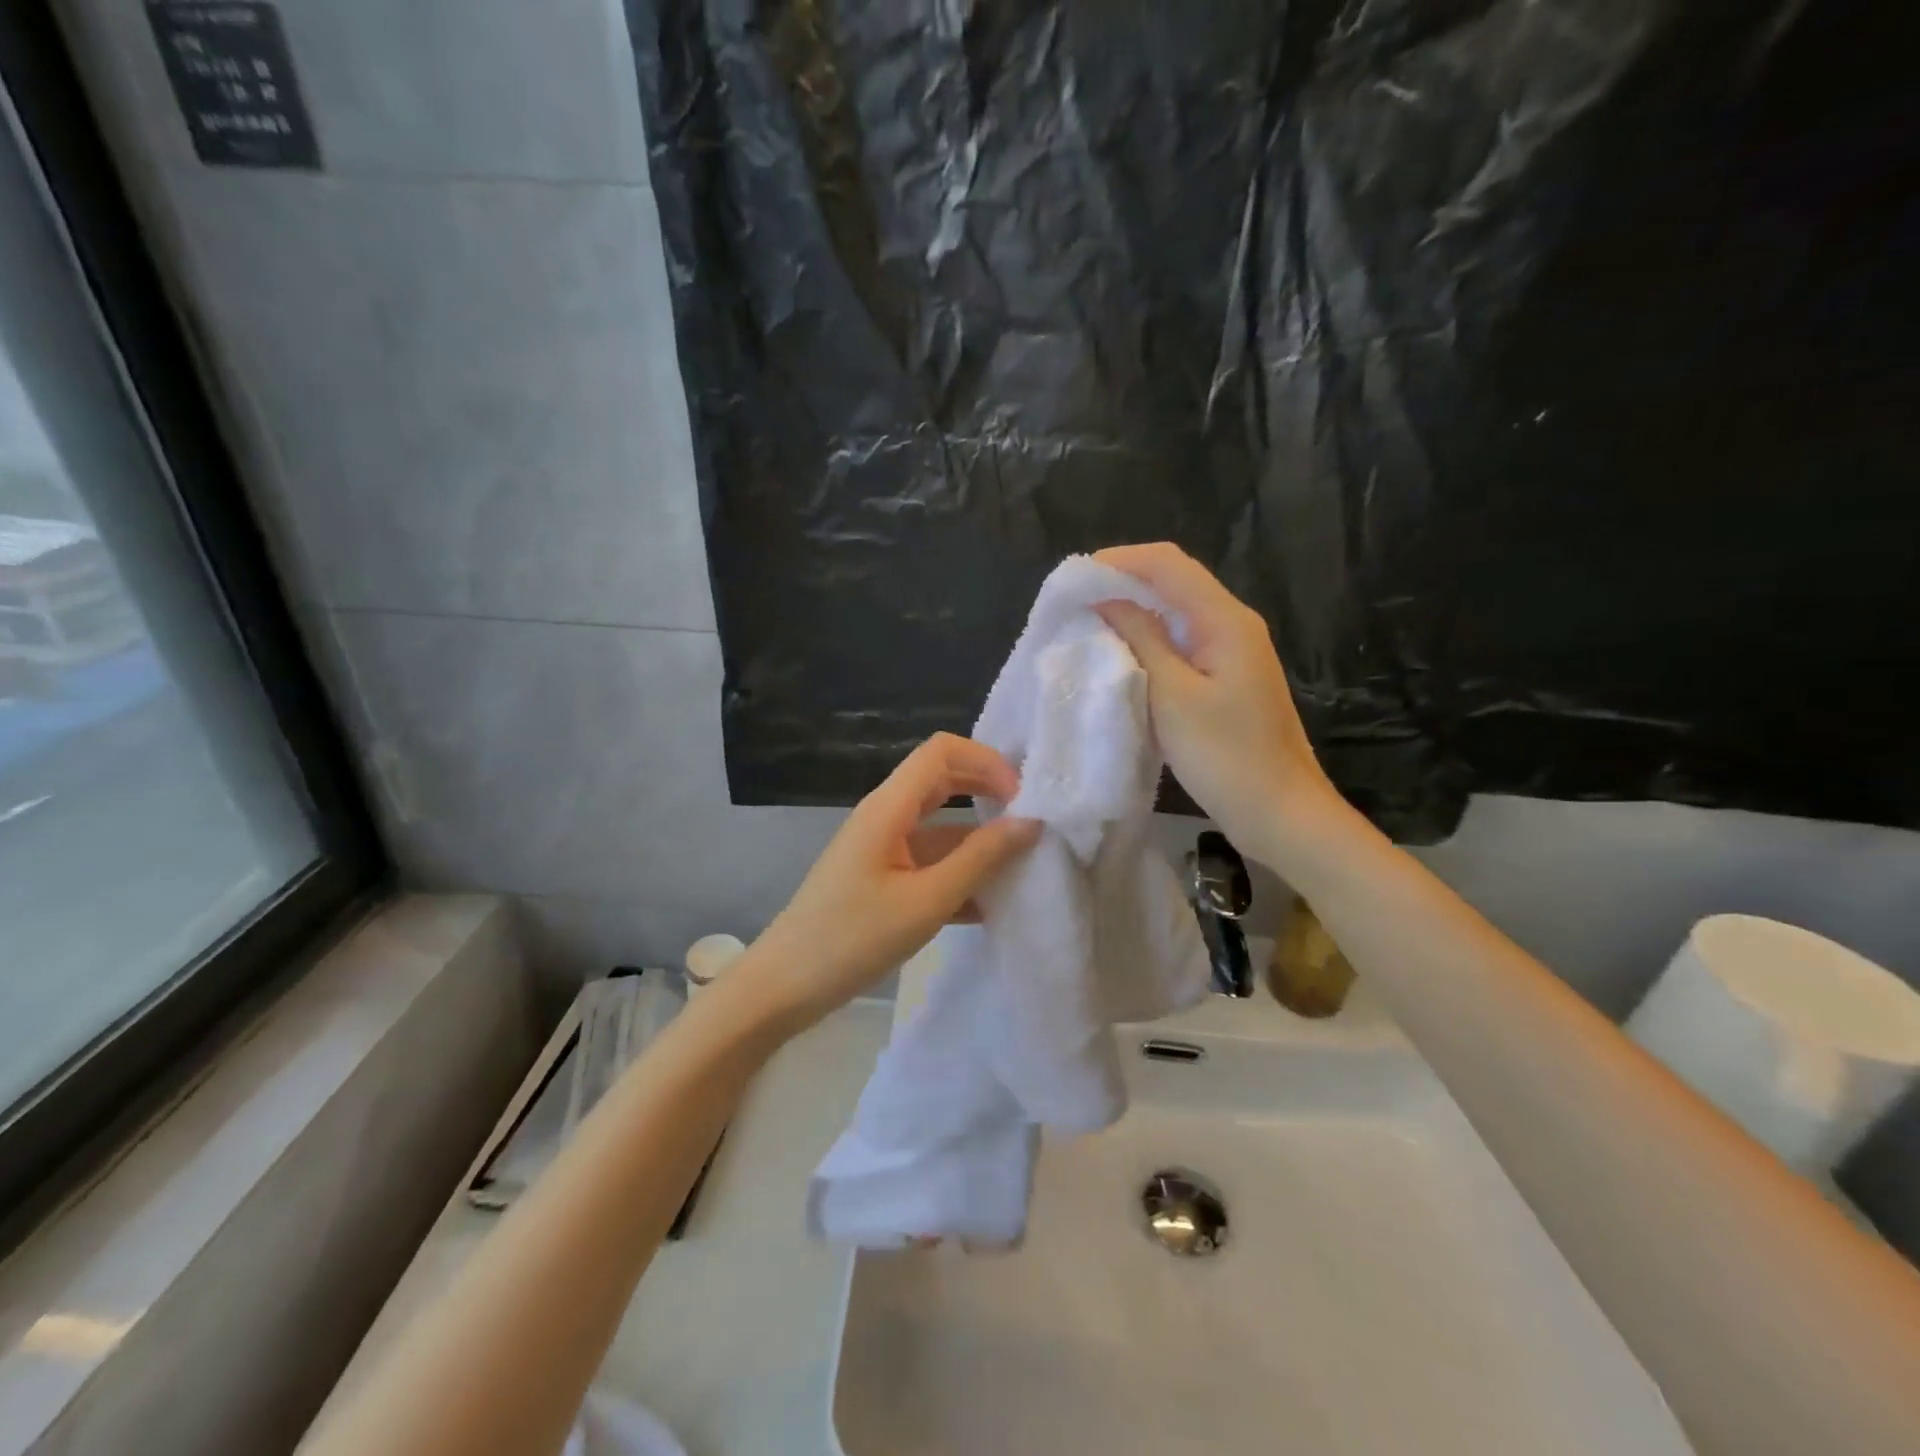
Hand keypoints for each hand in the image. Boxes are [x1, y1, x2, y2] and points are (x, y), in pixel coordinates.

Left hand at [737, 733, 1040, 1032]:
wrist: (785, 987)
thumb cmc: (853, 938)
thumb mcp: (926, 901)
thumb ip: (980, 859)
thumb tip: (1031, 822)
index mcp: (889, 807)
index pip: (942, 751)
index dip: (986, 762)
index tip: (1021, 800)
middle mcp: (885, 816)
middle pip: (943, 781)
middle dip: (989, 793)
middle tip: (1031, 822)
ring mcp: (882, 847)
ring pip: (940, 826)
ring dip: (979, 841)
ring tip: (1022, 869)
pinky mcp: (882, 877)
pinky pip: (929, 861)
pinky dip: (959, 874)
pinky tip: (989, 907)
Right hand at [1094, 542, 1343, 868]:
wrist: (1279, 812)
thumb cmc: (1224, 756)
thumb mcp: (1172, 695)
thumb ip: (1140, 640)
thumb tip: (1107, 600)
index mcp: (1225, 620)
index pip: (1168, 564)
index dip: (1119, 561)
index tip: (1074, 579)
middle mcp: (1232, 623)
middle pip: (1174, 581)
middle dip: (1123, 582)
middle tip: (1075, 601)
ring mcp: (1232, 650)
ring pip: (1176, 612)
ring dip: (1134, 611)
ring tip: (1089, 622)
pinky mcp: (1226, 677)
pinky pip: (1182, 641)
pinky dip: (1148, 639)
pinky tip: (1122, 654)